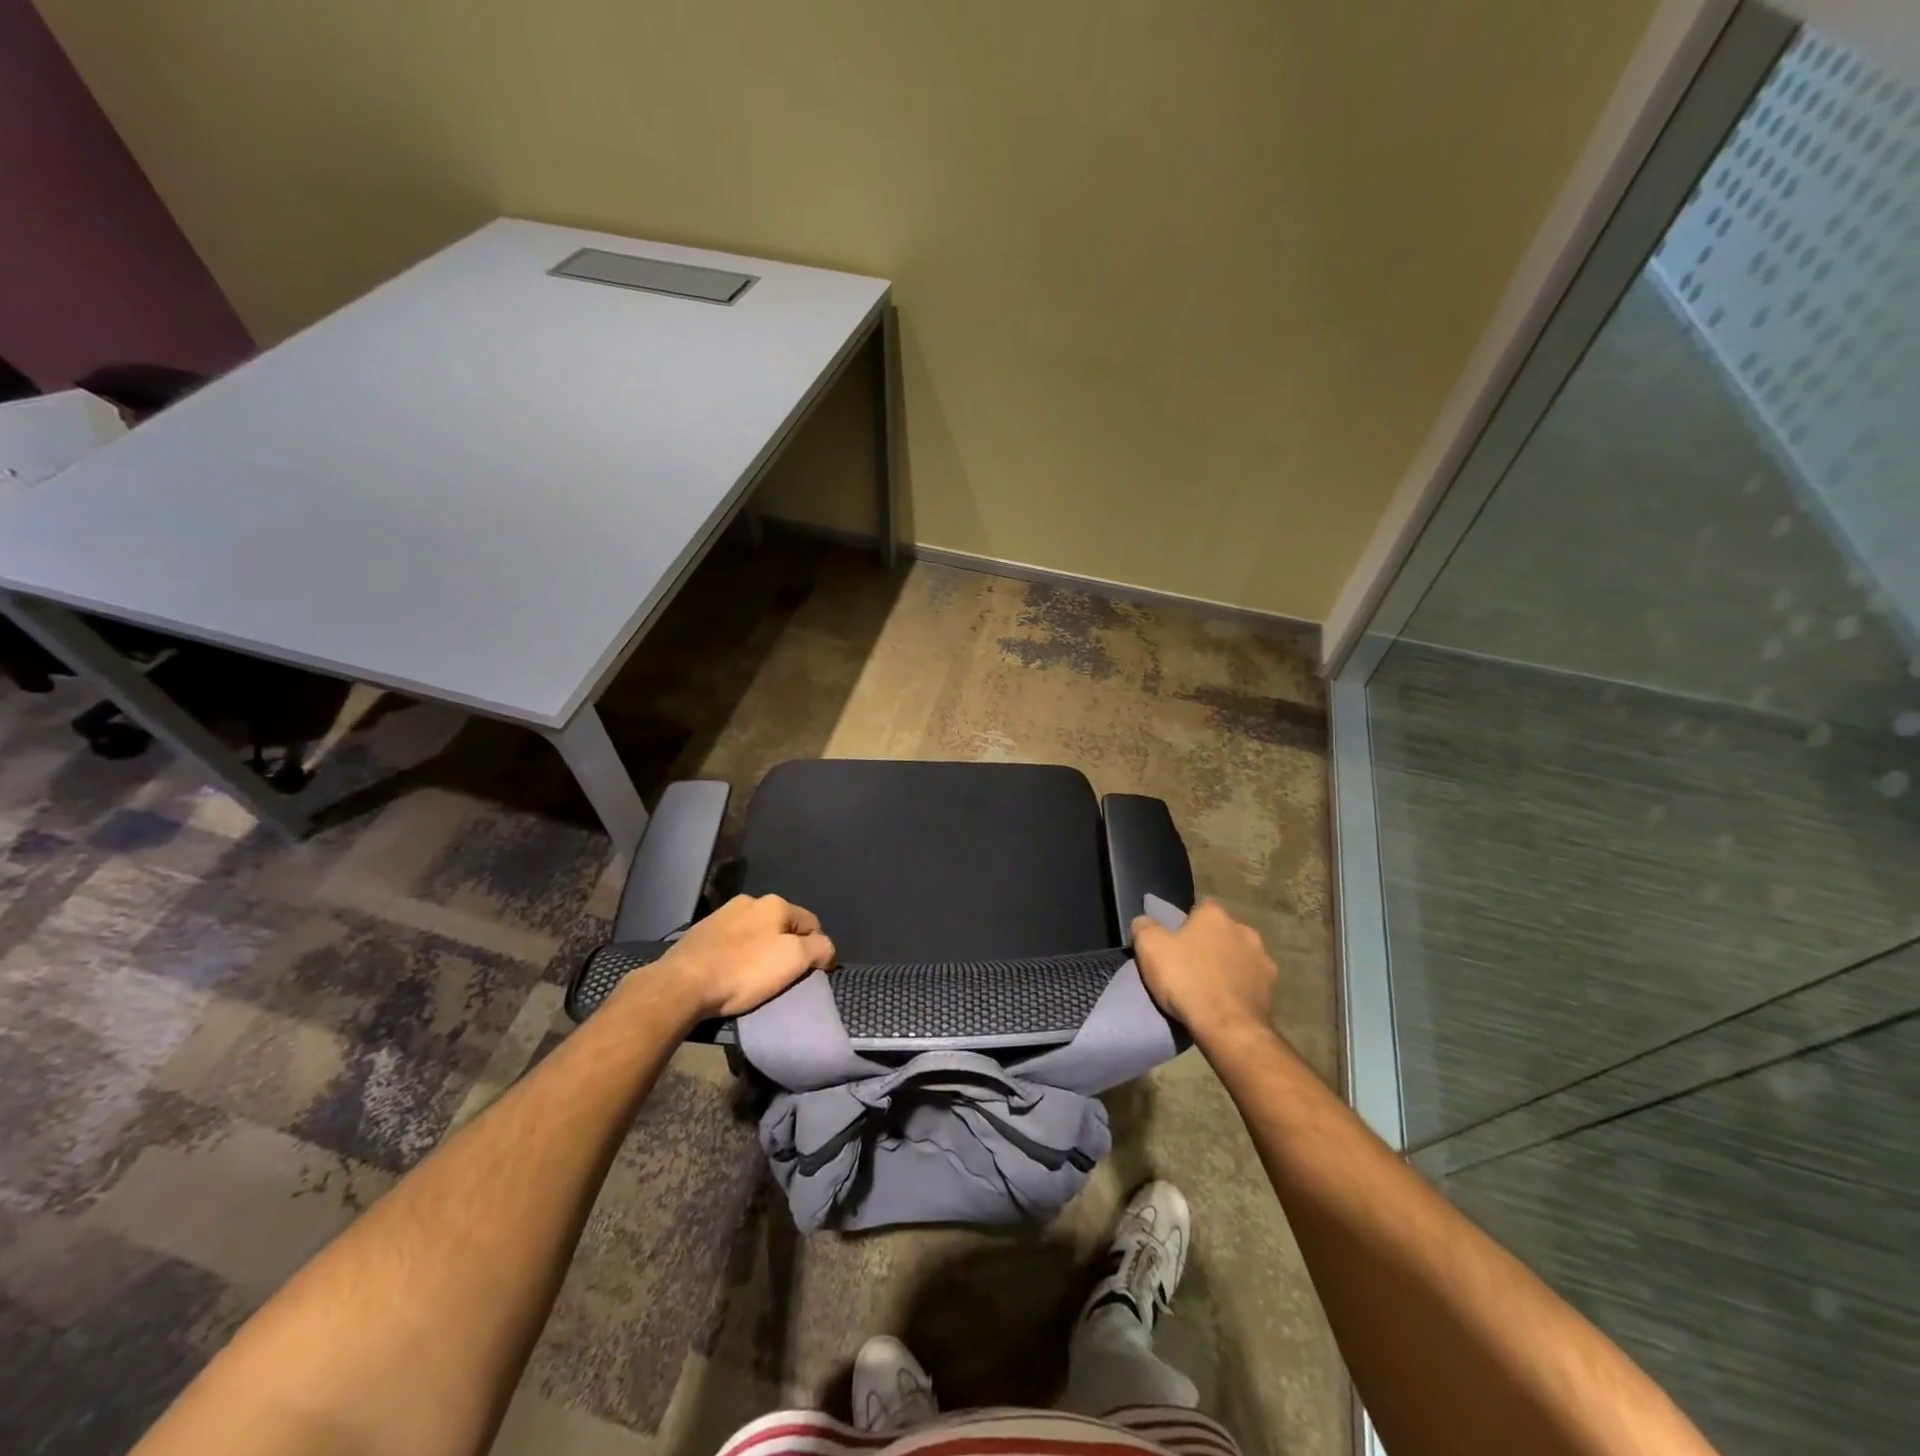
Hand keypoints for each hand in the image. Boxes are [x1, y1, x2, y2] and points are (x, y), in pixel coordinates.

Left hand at [625, 894, 834, 1021]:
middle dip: (786, 948)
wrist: (682, 984)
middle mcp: (749, 901)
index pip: (812, 924)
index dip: (816, 950)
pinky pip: (732, 942)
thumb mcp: (794, 960)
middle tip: (781, 977)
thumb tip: (825, 949)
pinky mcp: (700, 932)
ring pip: (755, 933)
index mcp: (775, 903)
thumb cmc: (744, 971)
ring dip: (760, 950)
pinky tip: (730, 973)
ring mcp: (722, 914)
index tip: (810, 975)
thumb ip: (819, 949)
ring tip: (753, 978)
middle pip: (782, 927)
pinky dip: (737, 955)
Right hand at [1131, 899, 1275, 1045]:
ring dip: (1228, 965)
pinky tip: (1227, 1002)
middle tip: (1190, 965)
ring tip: (1210, 987)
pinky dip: (1240, 987)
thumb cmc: (1186, 980)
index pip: (1199, 909)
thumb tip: (1144, 921)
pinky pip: (1251, 981)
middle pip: (1221, 932)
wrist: (1226, 1027)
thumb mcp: (1150, 949)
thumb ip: (1145, 927)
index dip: (1186, 925)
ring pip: (1239, 956)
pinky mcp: (1272, 988)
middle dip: (1209, 944)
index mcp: (1215, 915)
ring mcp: (1263, 959)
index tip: (1175, 944)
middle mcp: (1244, 930)